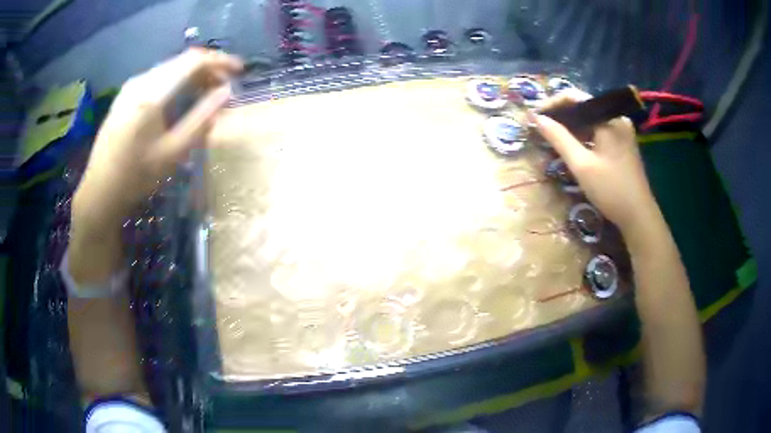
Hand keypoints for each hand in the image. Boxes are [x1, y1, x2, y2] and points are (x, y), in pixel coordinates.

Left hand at [74, 48, 242, 220]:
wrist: (100, 192)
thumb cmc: (136, 177)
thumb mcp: (173, 152)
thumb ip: (201, 118)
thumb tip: (226, 93)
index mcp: (152, 94)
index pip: (193, 61)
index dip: (220, 61)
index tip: (239, 71)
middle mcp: (141, 82)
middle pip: (181, 61)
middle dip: (208, 69)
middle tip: (224, 87)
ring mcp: (130, 87)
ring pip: (169, 69)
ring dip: (192, 76)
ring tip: (207, 93)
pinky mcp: (125, 96)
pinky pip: (157, 79)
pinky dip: (175, 82)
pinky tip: (181, 98)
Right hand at [534, 90, 658, 231]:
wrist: (639, 216)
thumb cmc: (611, 190)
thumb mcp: (581, 164)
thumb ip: (559, 138)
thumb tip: (537, 119)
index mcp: (609, 118)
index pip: (575, 97)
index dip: (552, 104)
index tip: (535, 116)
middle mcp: (617, 118)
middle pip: (583, 107)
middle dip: (561, 116)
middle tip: (541, 128)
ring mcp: (622, 131)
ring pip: (591, 120)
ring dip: (572, 127)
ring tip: (553, 137)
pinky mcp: (623, 143)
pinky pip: (599, 131)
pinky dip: (584, 135)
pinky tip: (573, 146)